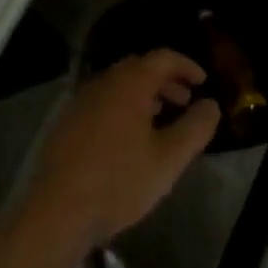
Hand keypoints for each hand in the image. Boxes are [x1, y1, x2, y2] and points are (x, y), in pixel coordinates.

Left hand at [23, 50, 221, 250]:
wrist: (56, 210)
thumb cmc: (118, 181)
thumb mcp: (168, 160)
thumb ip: (195, 128)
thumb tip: (211, 104)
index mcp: (130, 83)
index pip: (163, 57)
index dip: (186, 65)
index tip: (203, 81)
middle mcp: (104, 81)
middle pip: (140, 68)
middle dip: (166, 81)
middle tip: (185, 101)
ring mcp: (82, 99)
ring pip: (120, 85)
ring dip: (144, 95)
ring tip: (160, 121)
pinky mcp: (67, 121)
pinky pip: (103, 101)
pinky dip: (123, 107)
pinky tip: (128, 139)